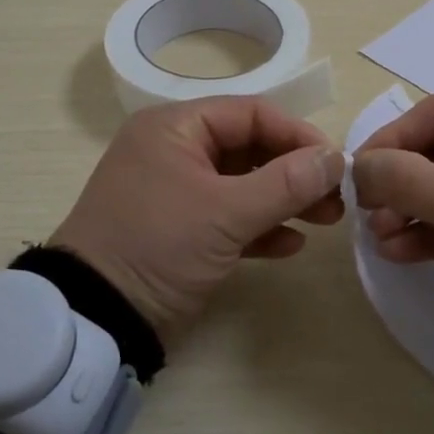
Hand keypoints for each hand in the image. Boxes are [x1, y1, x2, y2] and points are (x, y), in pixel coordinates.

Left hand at [52, 96, 344, 342]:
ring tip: (327, 220)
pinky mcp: (180, 230)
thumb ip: (286, 182)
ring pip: (243, 184)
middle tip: (337, 197)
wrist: (95, 319)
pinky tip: (291, 245)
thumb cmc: (158, 246)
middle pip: (250, 148)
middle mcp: (175, 151)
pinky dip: (260, 227)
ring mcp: (177, 192)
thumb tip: (336, 157)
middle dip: (296, 172)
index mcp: (176, 128)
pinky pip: (229, 217)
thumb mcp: (225, 213)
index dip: (297, 134)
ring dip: (285, 200)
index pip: (251, 114)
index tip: (335, 163)